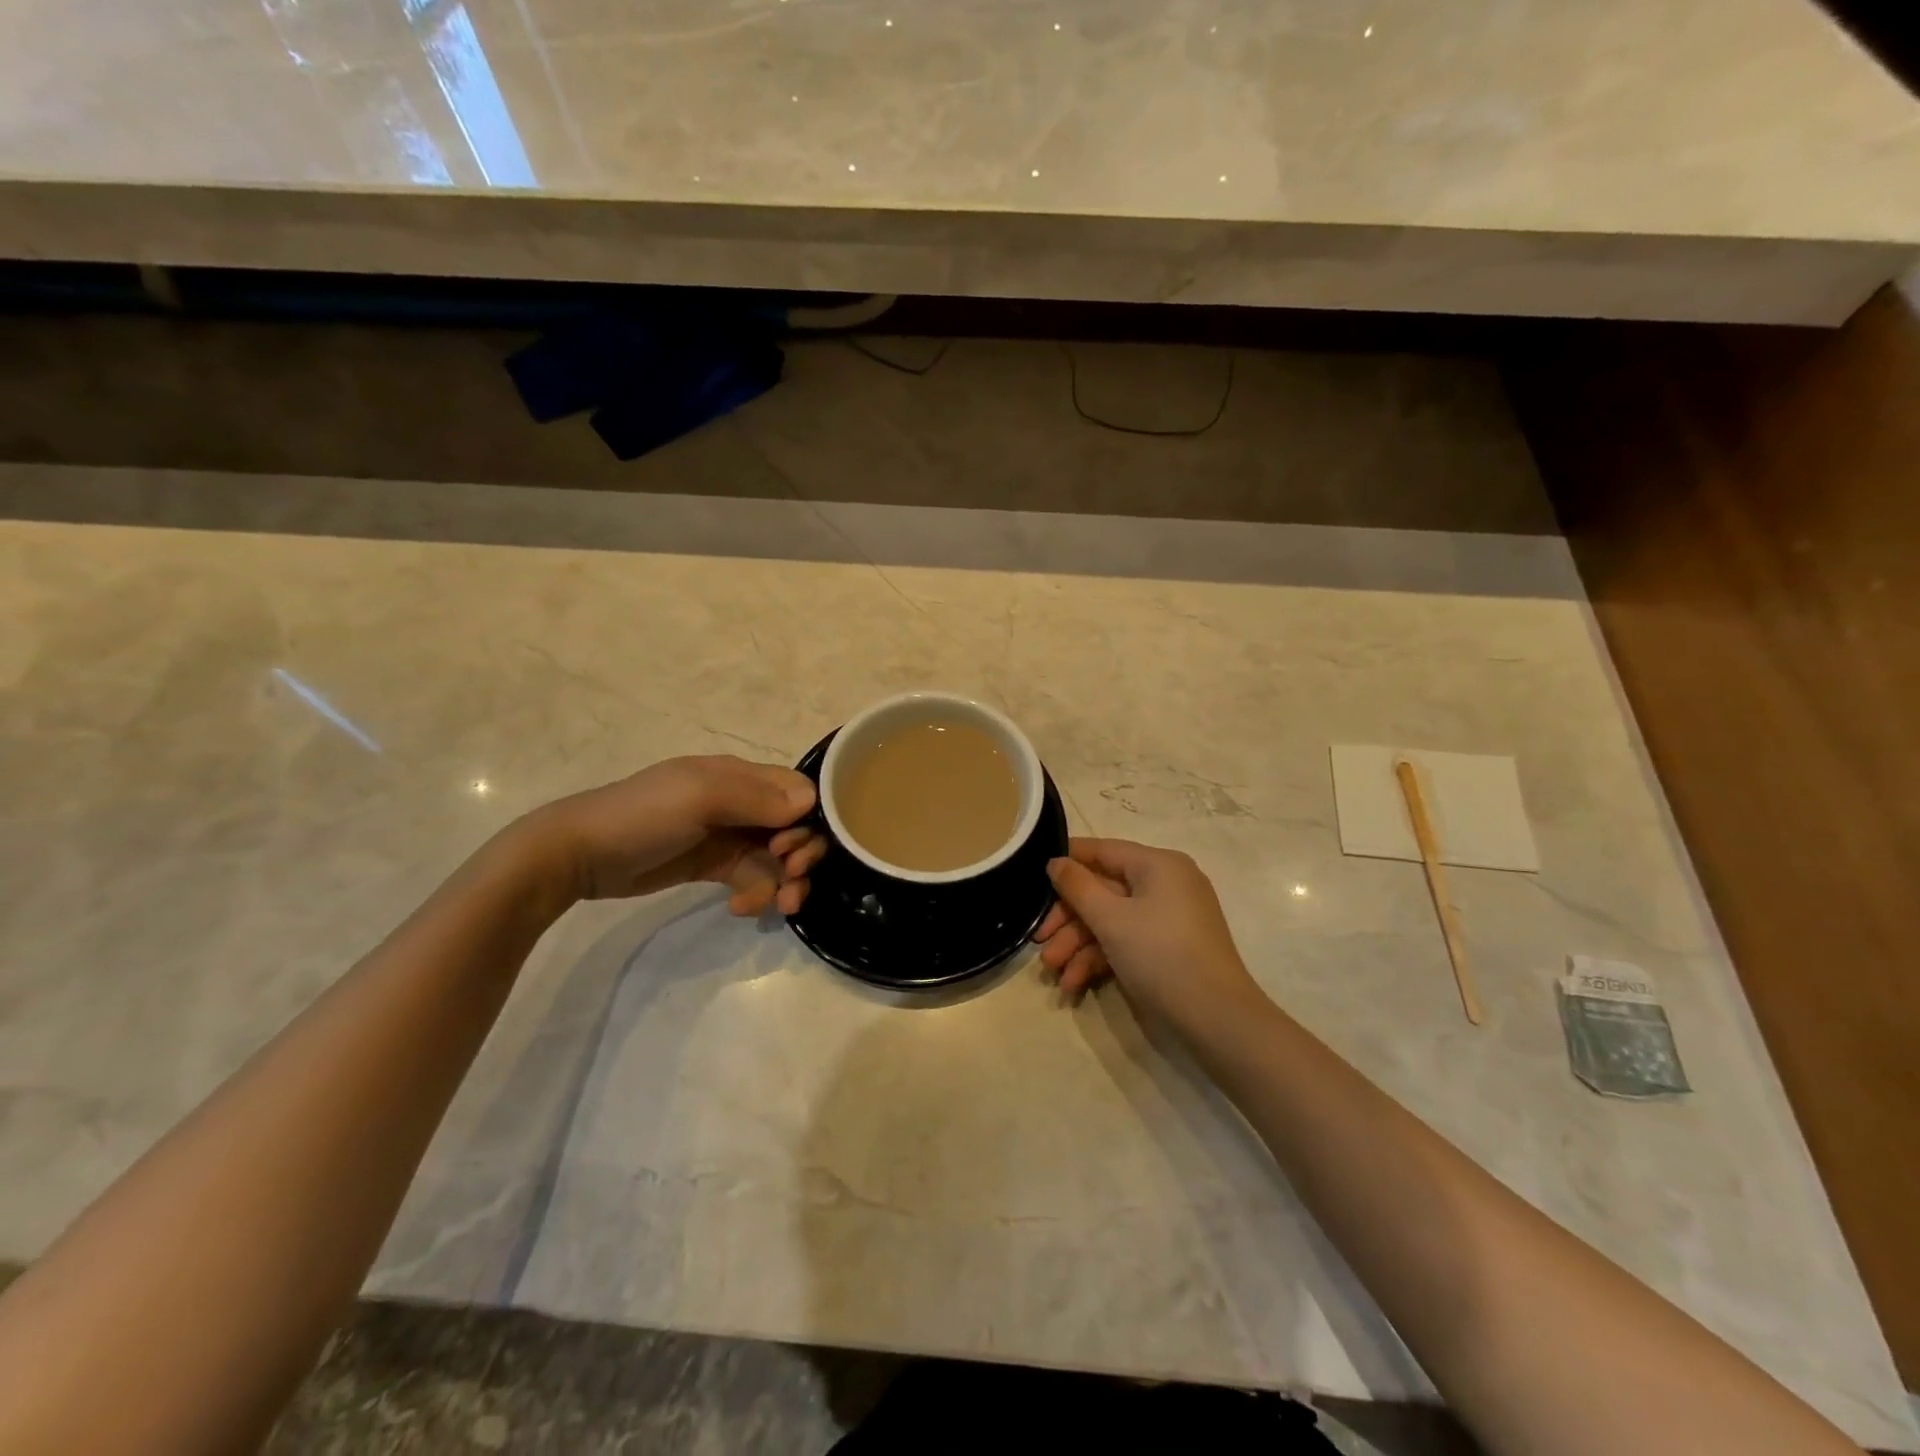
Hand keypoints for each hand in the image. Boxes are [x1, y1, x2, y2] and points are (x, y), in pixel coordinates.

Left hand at [522, 756, 827, 914]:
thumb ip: (755, 798)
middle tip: (790, 883)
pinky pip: (753, 878)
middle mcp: (741, 802)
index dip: (808, 821)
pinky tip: (739, 908)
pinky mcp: (715, 865)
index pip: (798, 791)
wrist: (579, 855)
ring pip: (777, 858)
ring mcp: (728, 835)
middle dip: (800, 857)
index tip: (790, 851)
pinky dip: (756, 894)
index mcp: (740, 776)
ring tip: (774, 908)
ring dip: (783, 883)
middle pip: (794, 828)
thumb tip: (810, 805)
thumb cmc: (643, 816)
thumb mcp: (699, 797)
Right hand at [1032, 838, 1264, 1034]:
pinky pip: (1127, 941)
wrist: (1215, 1020)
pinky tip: (1075, 984)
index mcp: (1158, 865)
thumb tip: (1056, 862)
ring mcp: (1168, 918)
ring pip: (1111, 920)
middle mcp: (1165, 884)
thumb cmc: (1160, 955)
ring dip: (1079, 946)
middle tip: (1040, 943)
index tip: (1033, 877)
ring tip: (1054, 974)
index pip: (1103, 850)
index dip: (1067, 862)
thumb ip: (1077, 887)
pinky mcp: (1168, 948)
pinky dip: (1100, 959)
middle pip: (1103, 890)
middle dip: (1069, 920)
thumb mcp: (1110, 919)